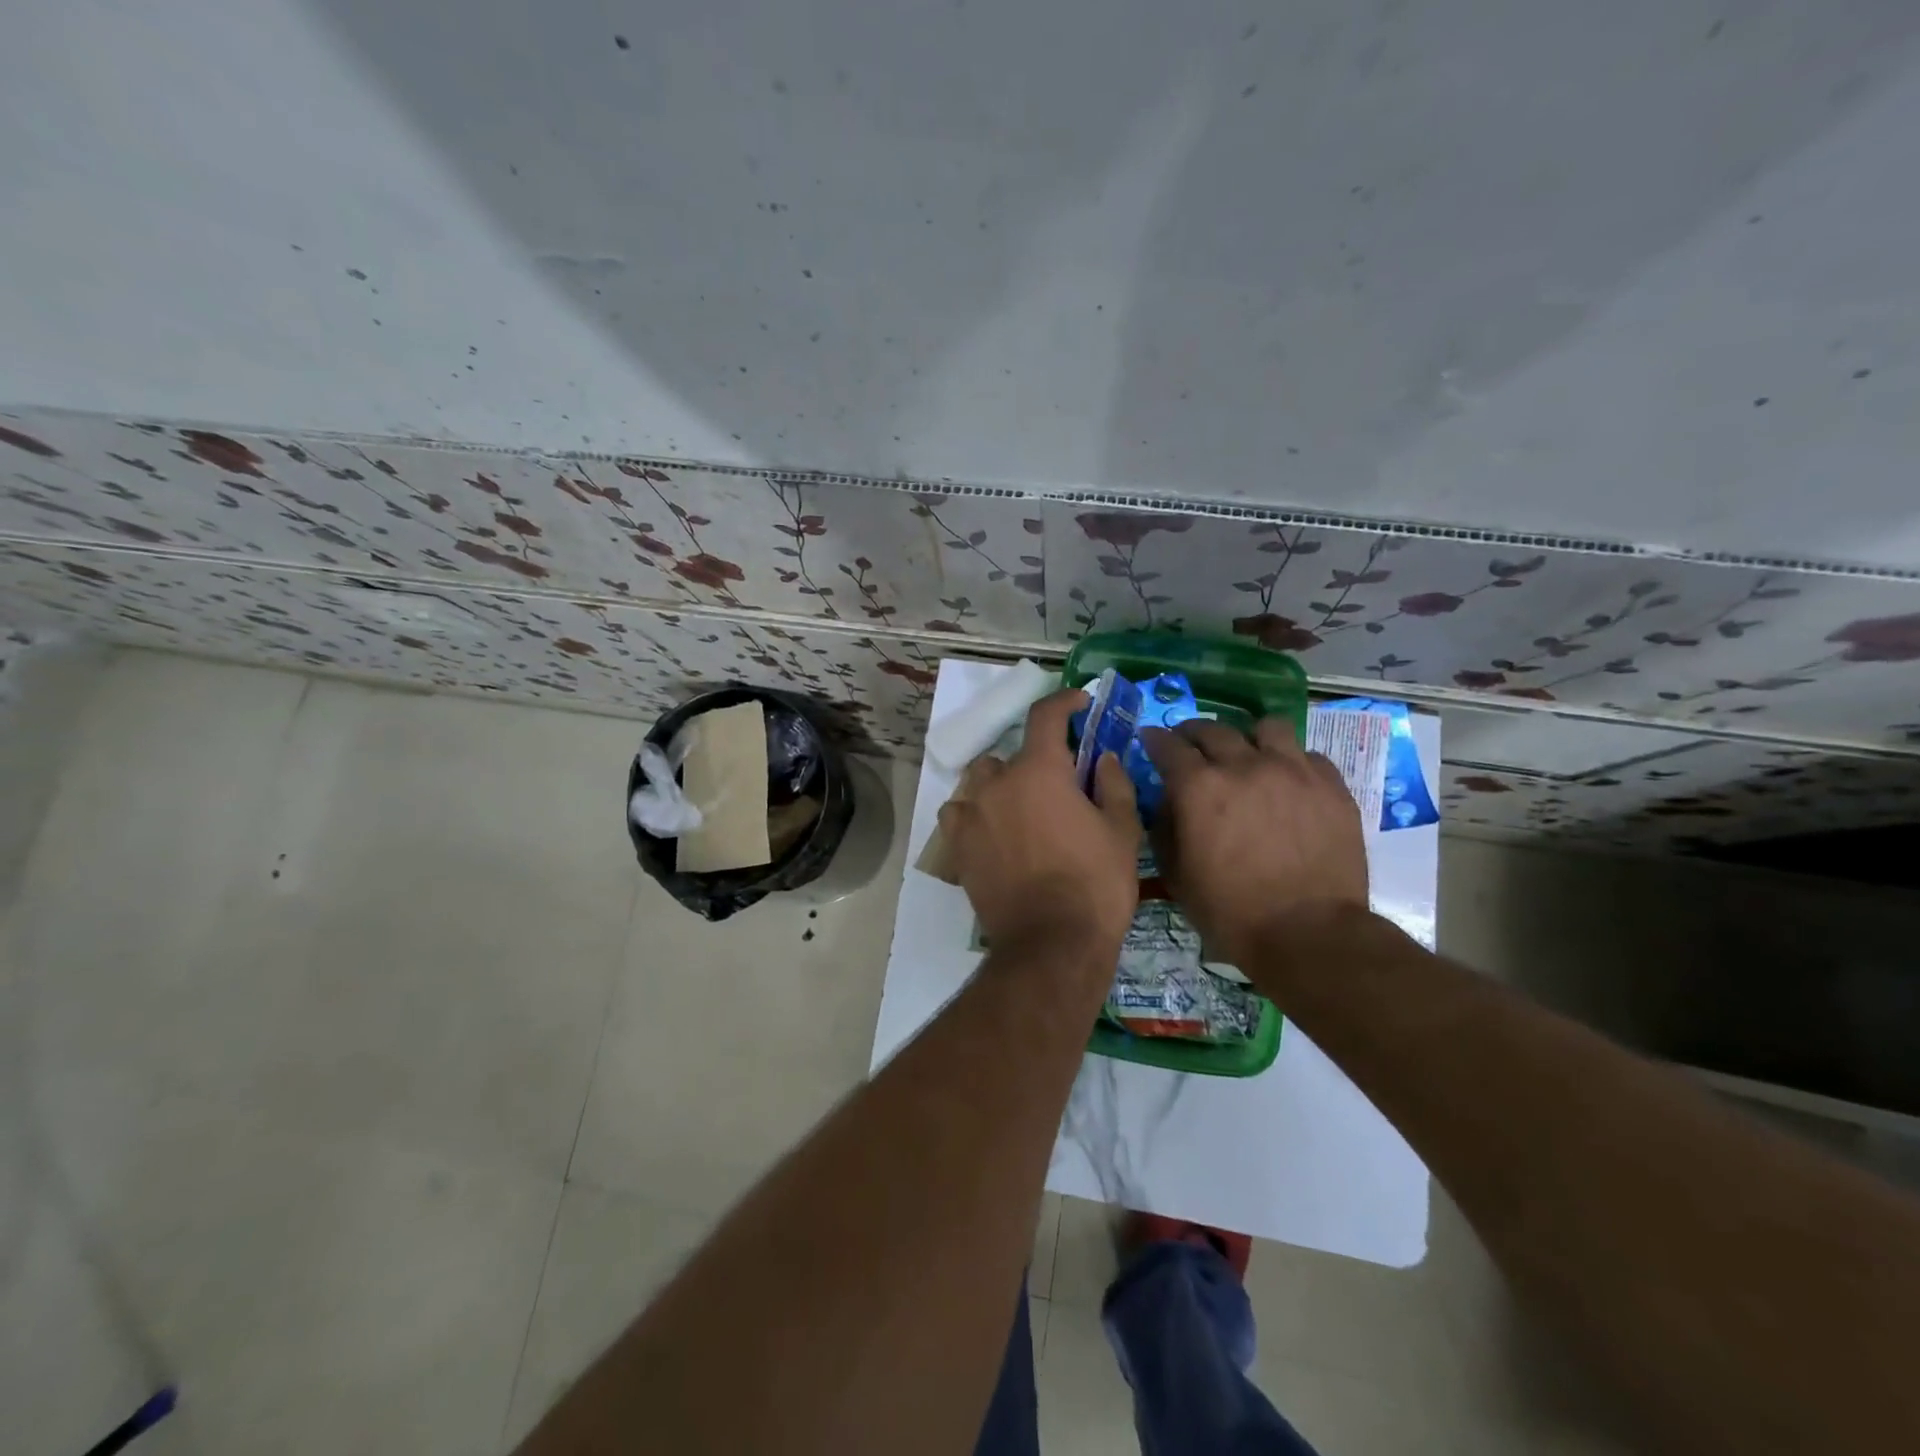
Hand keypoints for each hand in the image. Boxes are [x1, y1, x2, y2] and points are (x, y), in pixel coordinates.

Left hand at [938, 689, 1139, 955]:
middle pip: (1011, 755)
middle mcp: (997, 783)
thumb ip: (1114, 784)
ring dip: (1001, 788)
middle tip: (1056, 789)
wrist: (1052, 944)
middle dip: (1034, 764)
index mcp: (1040, 770)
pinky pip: (959, 815)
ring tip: (1021, 814)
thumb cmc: (1095, 884)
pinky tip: (992, 834)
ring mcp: (971, 814)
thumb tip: (1102, 758)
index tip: (1078, 703)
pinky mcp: (957, 846)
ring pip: (982, 783)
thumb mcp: (1122, 831)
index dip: (1063, 701)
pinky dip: (974, 816)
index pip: (1045, 716)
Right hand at [1140, 718, 1368, 970]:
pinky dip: (1292, 763)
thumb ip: (1164, 829)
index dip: (1154, 740)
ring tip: (1249, 755)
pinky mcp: (1331, 786)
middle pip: (1212, 729)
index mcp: (1198, 787)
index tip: (1150, 740)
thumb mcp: (1176, 875)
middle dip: (1193, 734)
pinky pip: (1308, 756)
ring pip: (1267, 727)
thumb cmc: (1231, 912)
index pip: (1167, 745)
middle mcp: (1243, 765)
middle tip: (1191, 746)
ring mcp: (1293, 771)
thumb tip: (1167, 802)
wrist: (1308, 934)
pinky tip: (1289, 783)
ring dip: (1249, 738)